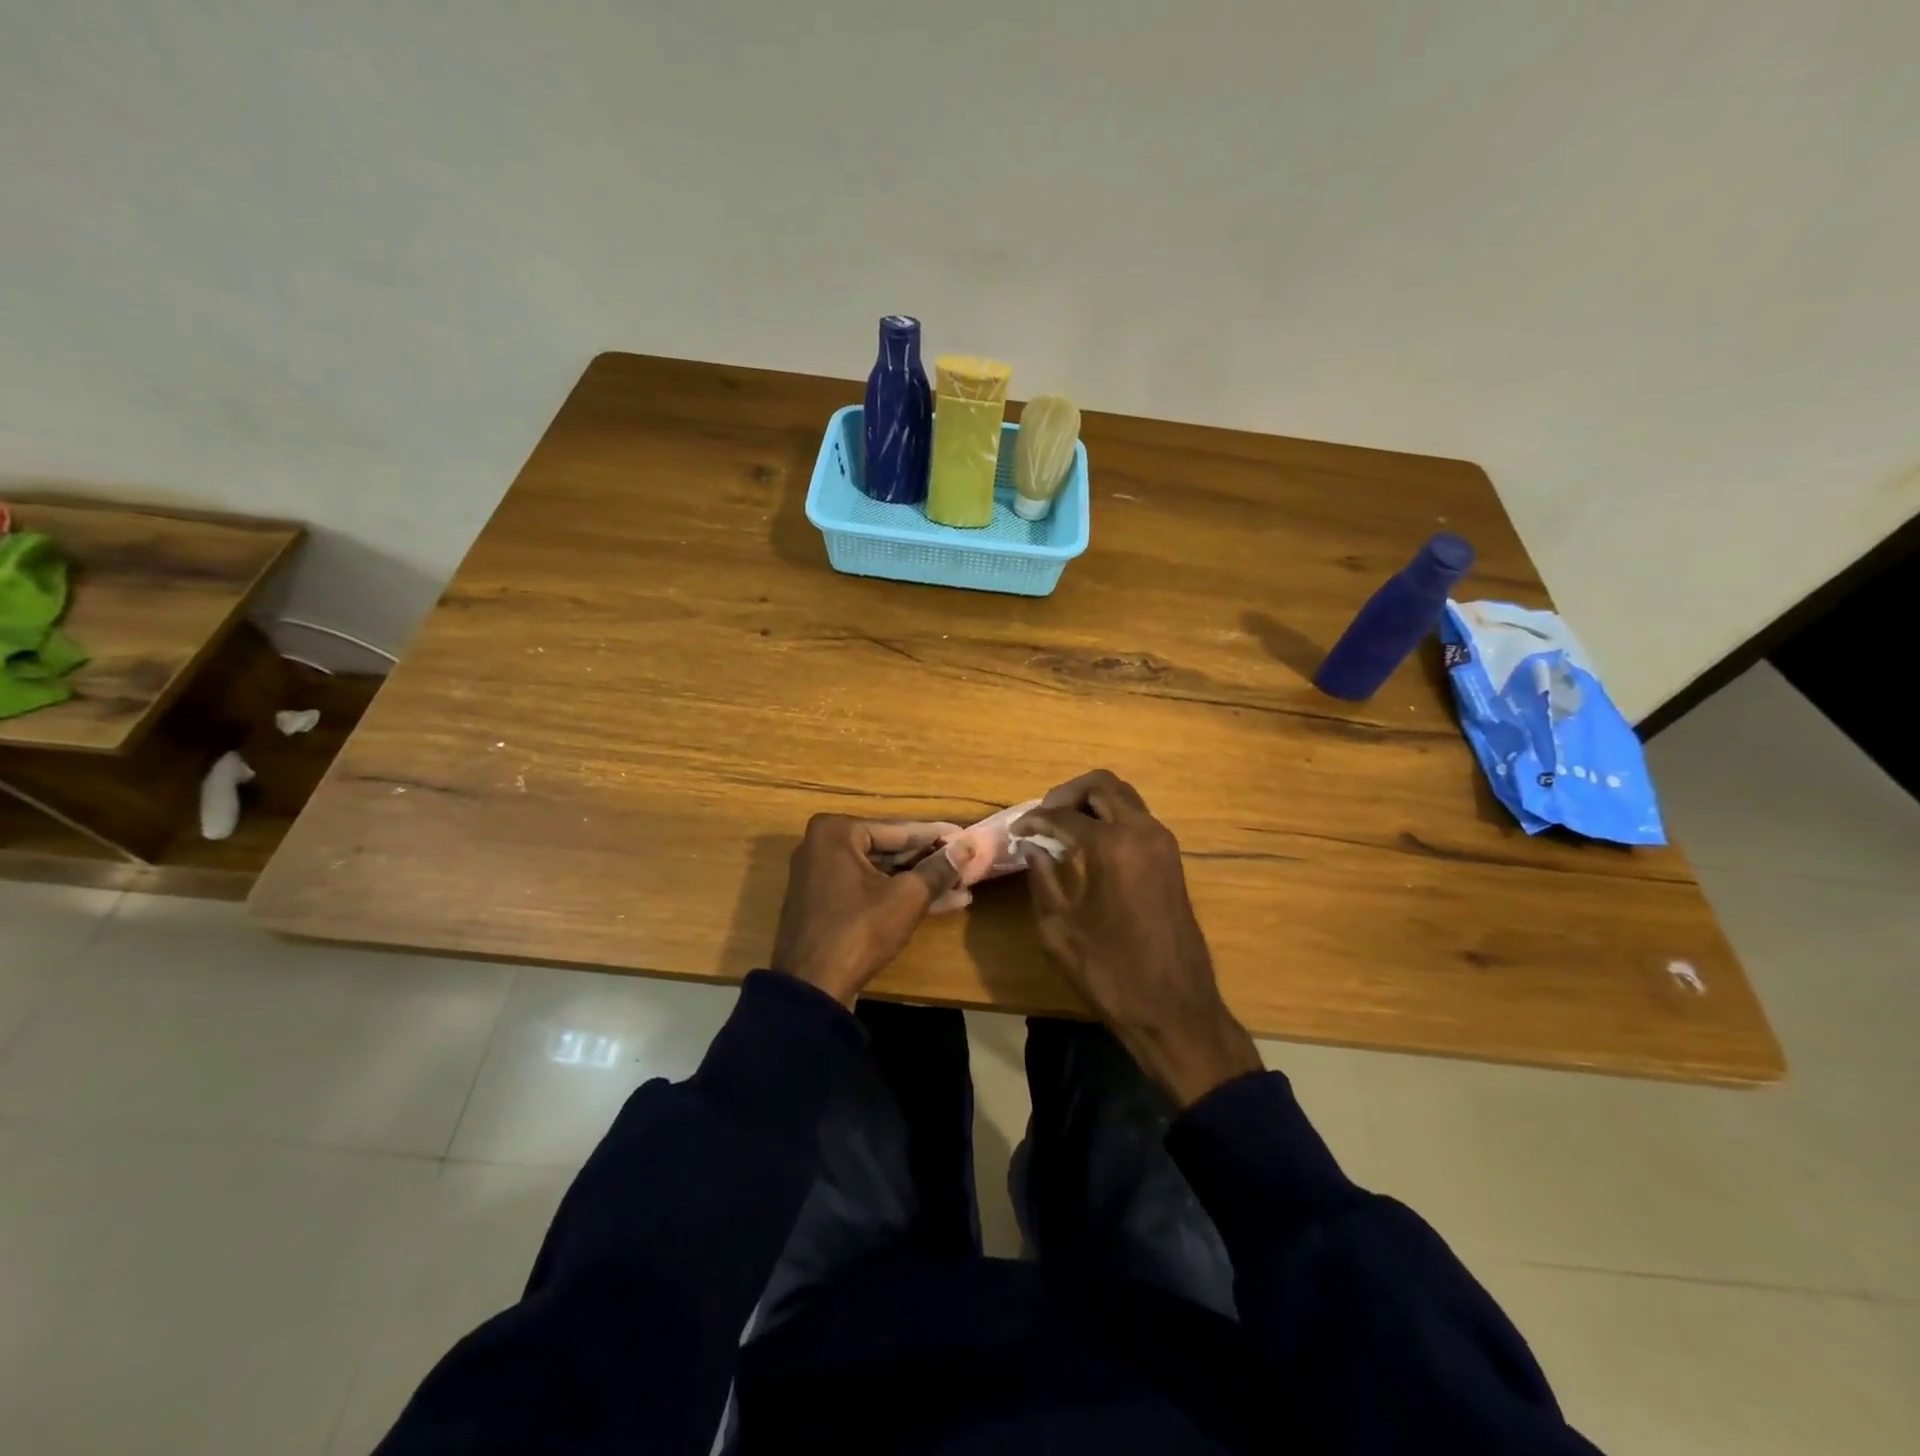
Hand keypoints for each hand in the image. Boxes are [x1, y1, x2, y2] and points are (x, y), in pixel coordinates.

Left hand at [772, 816, 968, 1006]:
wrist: (812, 989)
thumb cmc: (859, 930)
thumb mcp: (907, 897)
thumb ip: (939, 868)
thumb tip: (968, 845)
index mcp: (836, 832)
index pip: (899, 830)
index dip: (937, 836)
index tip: (966, 836)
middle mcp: (822, 846)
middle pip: (889, 850)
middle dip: (929, 863)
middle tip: (966, 865)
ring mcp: (821, 877)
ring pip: (881, 873)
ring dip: (919, 882)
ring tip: (962, 888)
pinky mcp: (825, 904)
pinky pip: (867, 890)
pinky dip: (897, 896)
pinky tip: (939, 904)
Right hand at [1015, 771, 1261, 1106]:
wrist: (1176, 1010)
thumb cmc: (1111, 974)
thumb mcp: (1060, 930)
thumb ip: (1043, 880)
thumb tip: (1032, 848)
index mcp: (1113, 848)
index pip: (1064, 816)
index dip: (1034, 819)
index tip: (1015, 830)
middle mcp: (1143, 833)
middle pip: (1102, 785)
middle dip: (1067, 793)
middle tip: (1042, 815)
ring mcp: (1163, 844)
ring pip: (1124, 796)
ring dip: (1091, 802)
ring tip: (1061, 825)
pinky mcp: (1172, 860)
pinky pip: (1137, 818)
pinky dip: (1110, 817)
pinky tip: (1088, 842)